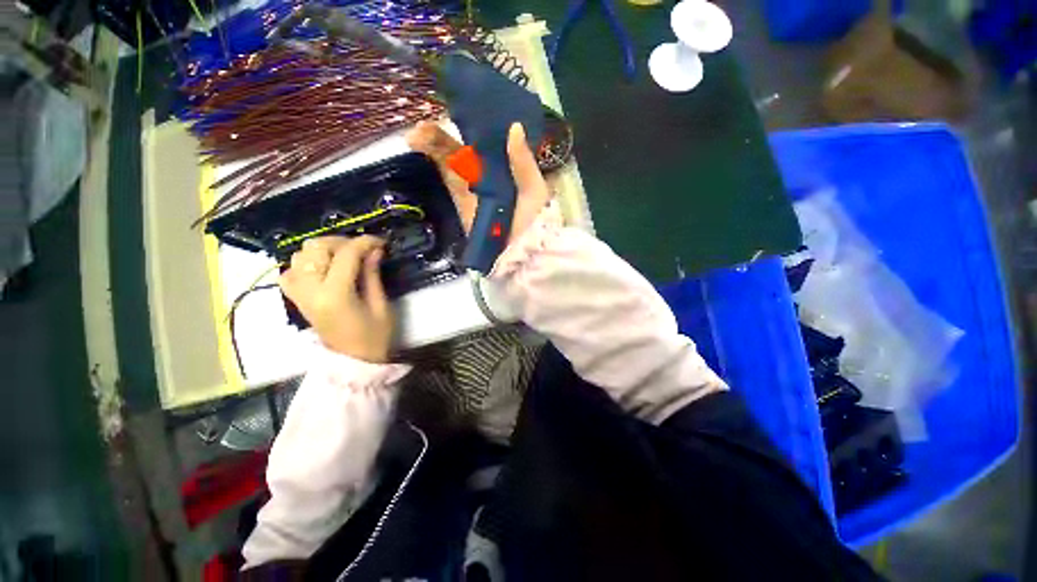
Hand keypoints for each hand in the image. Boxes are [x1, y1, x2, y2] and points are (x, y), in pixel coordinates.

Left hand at [279, 236, 392, 362]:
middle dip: (342, 242)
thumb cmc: (374, 337)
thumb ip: (373, 275)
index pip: (346, 255)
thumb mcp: (381, 305)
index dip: (365, 242)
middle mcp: (310, 290)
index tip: (381, 242)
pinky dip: (305, 264)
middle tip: (363, 250)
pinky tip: (323, 269)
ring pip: (301, 255)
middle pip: (316, 248)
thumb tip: (375, 250)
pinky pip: (291, 272)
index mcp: (335, 294)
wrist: (353, 362)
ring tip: (345, 258)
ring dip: (324, 250)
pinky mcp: (296, 299)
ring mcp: (299, 294)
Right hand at [405, 121, 550, 243]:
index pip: (487, 144)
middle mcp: (488, 176)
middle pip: (463, 150)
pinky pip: (448, 181)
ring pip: (451, 162)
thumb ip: (523, 162)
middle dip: (443, 136)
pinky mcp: (462, 204)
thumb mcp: (534, 189)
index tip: (456, 109)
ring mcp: (473, 190)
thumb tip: (514, 126)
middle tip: (424, 124)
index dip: (471, 127)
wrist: (521, 253)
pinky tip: (419, 147)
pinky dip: (434, 164)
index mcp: (507, 169)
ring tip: (415, 134)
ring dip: (432, 146)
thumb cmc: (533, 220)